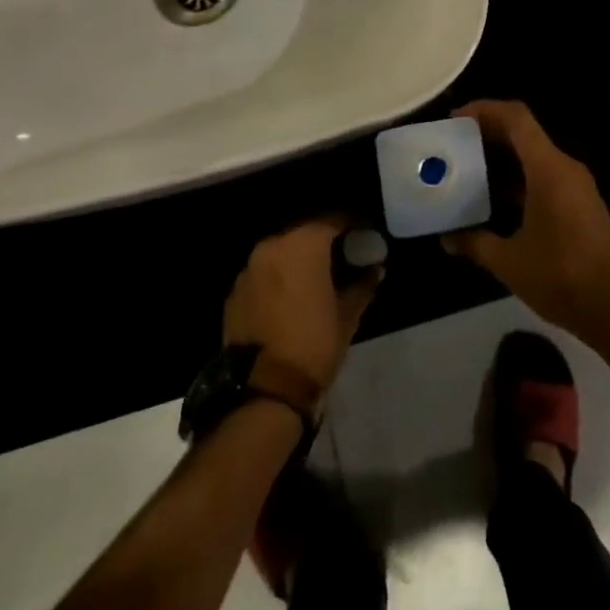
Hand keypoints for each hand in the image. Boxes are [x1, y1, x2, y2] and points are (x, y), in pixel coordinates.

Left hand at [222, 218, 381, 395]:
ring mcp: (249, 269)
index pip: (333, 219)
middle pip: (304, 233)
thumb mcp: (347, 315)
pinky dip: (277, 279)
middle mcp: (272, 246)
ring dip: (298, 260)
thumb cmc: (313, 344)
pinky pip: (263, 274)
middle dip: (323, 242)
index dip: (351, 224)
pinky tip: (289, 299)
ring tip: (314, 279)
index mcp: (303, 244)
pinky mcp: (234, 292)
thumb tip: (375, 269)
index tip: (364, 235)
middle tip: (341, 257)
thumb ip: (362, 284)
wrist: (264, 391)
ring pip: (281, 253)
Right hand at [442, 101, 609, 344]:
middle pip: (524, 133)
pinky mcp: (580, 204)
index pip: (517, 118)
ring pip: (534, 156)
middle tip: (454, 144)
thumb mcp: (510, 262)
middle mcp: (565, 168)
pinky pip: (544, 176)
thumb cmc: (563, 277)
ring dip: (503, 157)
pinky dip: (518, 178)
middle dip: (488, 132)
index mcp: (549, 169)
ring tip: (468, 169)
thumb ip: (475, 243)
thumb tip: (446, 238)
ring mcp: (576, 186)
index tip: (455, 119)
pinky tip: (495, 200)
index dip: (485, 110)